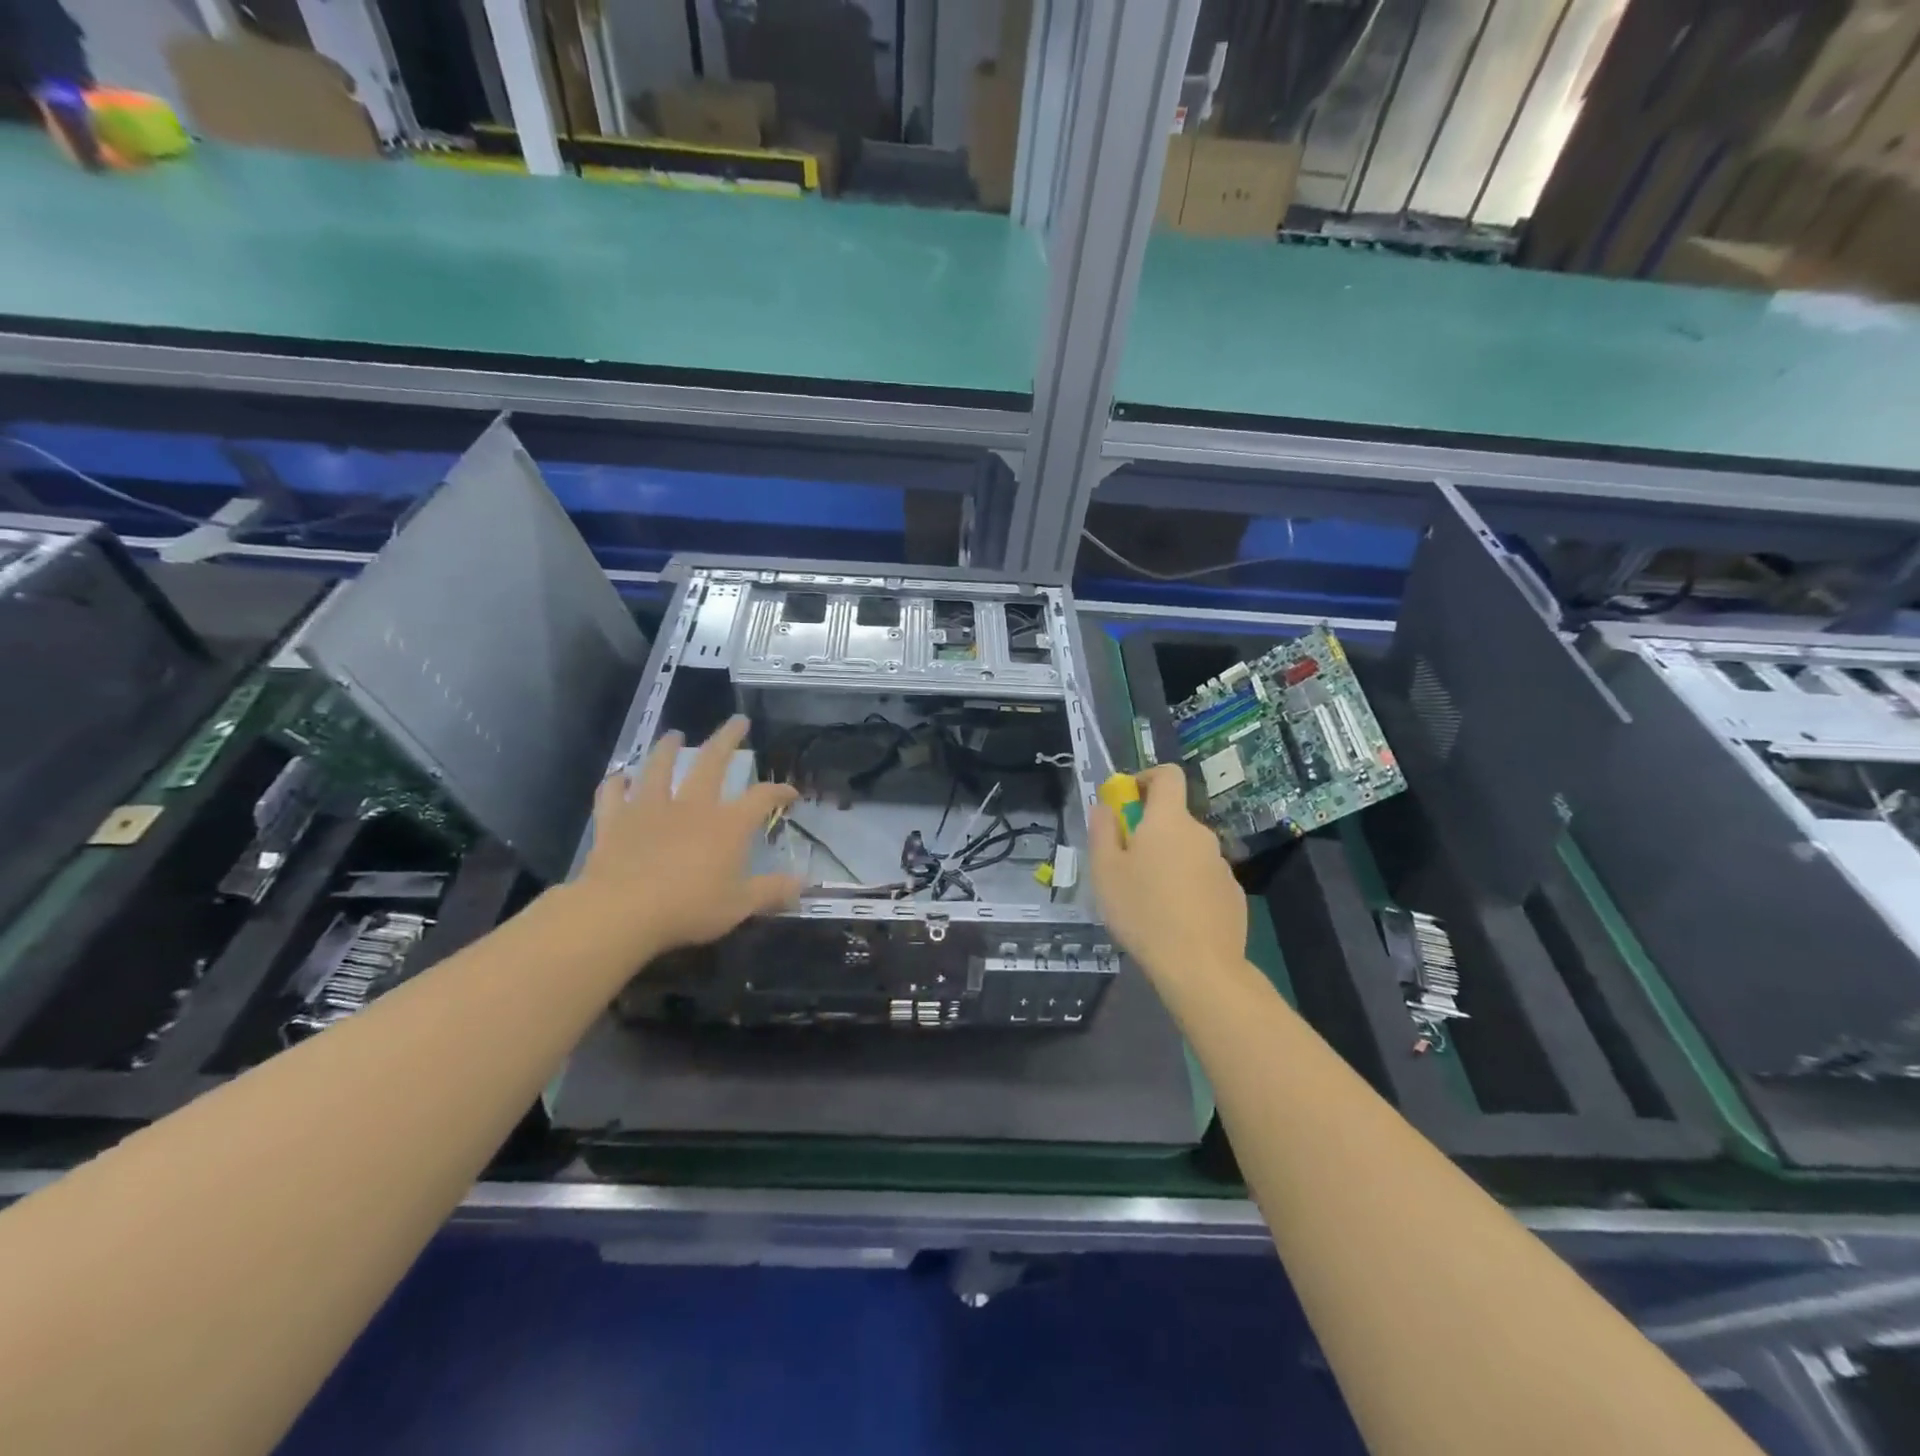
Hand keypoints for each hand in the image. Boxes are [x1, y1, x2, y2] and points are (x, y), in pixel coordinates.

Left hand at [573, 717, 800, 959]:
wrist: (622, 911)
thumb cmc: (688, 908)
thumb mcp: (739, 906)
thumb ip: (772, 891)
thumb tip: (804, 884)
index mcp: (727, 824)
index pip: (761, 797)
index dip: (779, 791)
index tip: (791, 792)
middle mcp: (692, 806)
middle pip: (712, 762)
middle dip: (728, 739)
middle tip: (738, 721)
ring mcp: (650, 808)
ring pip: (659, 767)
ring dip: (667, 748)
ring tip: (674, 734)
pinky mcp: (614, 820)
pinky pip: (613, 794)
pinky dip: (616, 783)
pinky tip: (619, 778)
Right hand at [1089, 763, 1246, 985]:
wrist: (1199, 966)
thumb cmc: (1142, 911)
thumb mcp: (1104, 870)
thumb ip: (1102, 829)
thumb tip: (1105, 806)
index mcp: (1168, 820)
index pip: (1167, 775)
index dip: (1146, 777)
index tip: (1126, 799)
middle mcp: (1200, 834)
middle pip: (1173, 818)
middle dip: (1149, 830)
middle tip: (1125, 864)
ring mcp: (1221, 864)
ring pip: (1187, 850)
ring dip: (1168, 860)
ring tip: (1147, 899)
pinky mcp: (1233, 893)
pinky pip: (1203, 877)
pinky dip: (1187, 886)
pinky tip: (1174, 918)